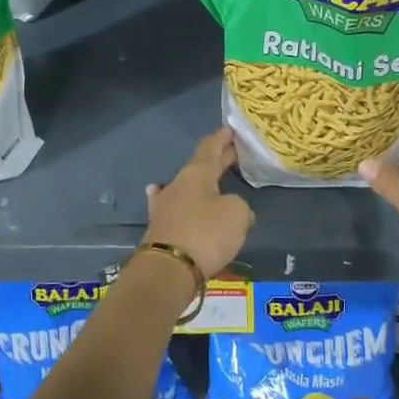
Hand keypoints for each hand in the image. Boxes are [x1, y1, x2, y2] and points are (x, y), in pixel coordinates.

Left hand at [143, 129, 254, 281]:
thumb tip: (232, 209)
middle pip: (199, 166)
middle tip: (232, 151)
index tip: (230, 129)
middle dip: (217, 158)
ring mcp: (165, 205)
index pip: (211, 148)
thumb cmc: (206, 234)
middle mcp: (178, 184)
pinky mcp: (159, 227)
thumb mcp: (236, 214)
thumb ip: (239, 205)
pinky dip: (173, 199)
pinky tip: (159, 192)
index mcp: (198, 174)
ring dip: (198, 180)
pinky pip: (170, 206)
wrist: (168, 270)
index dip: (222, 139)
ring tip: (206, 174)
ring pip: (185, 185)